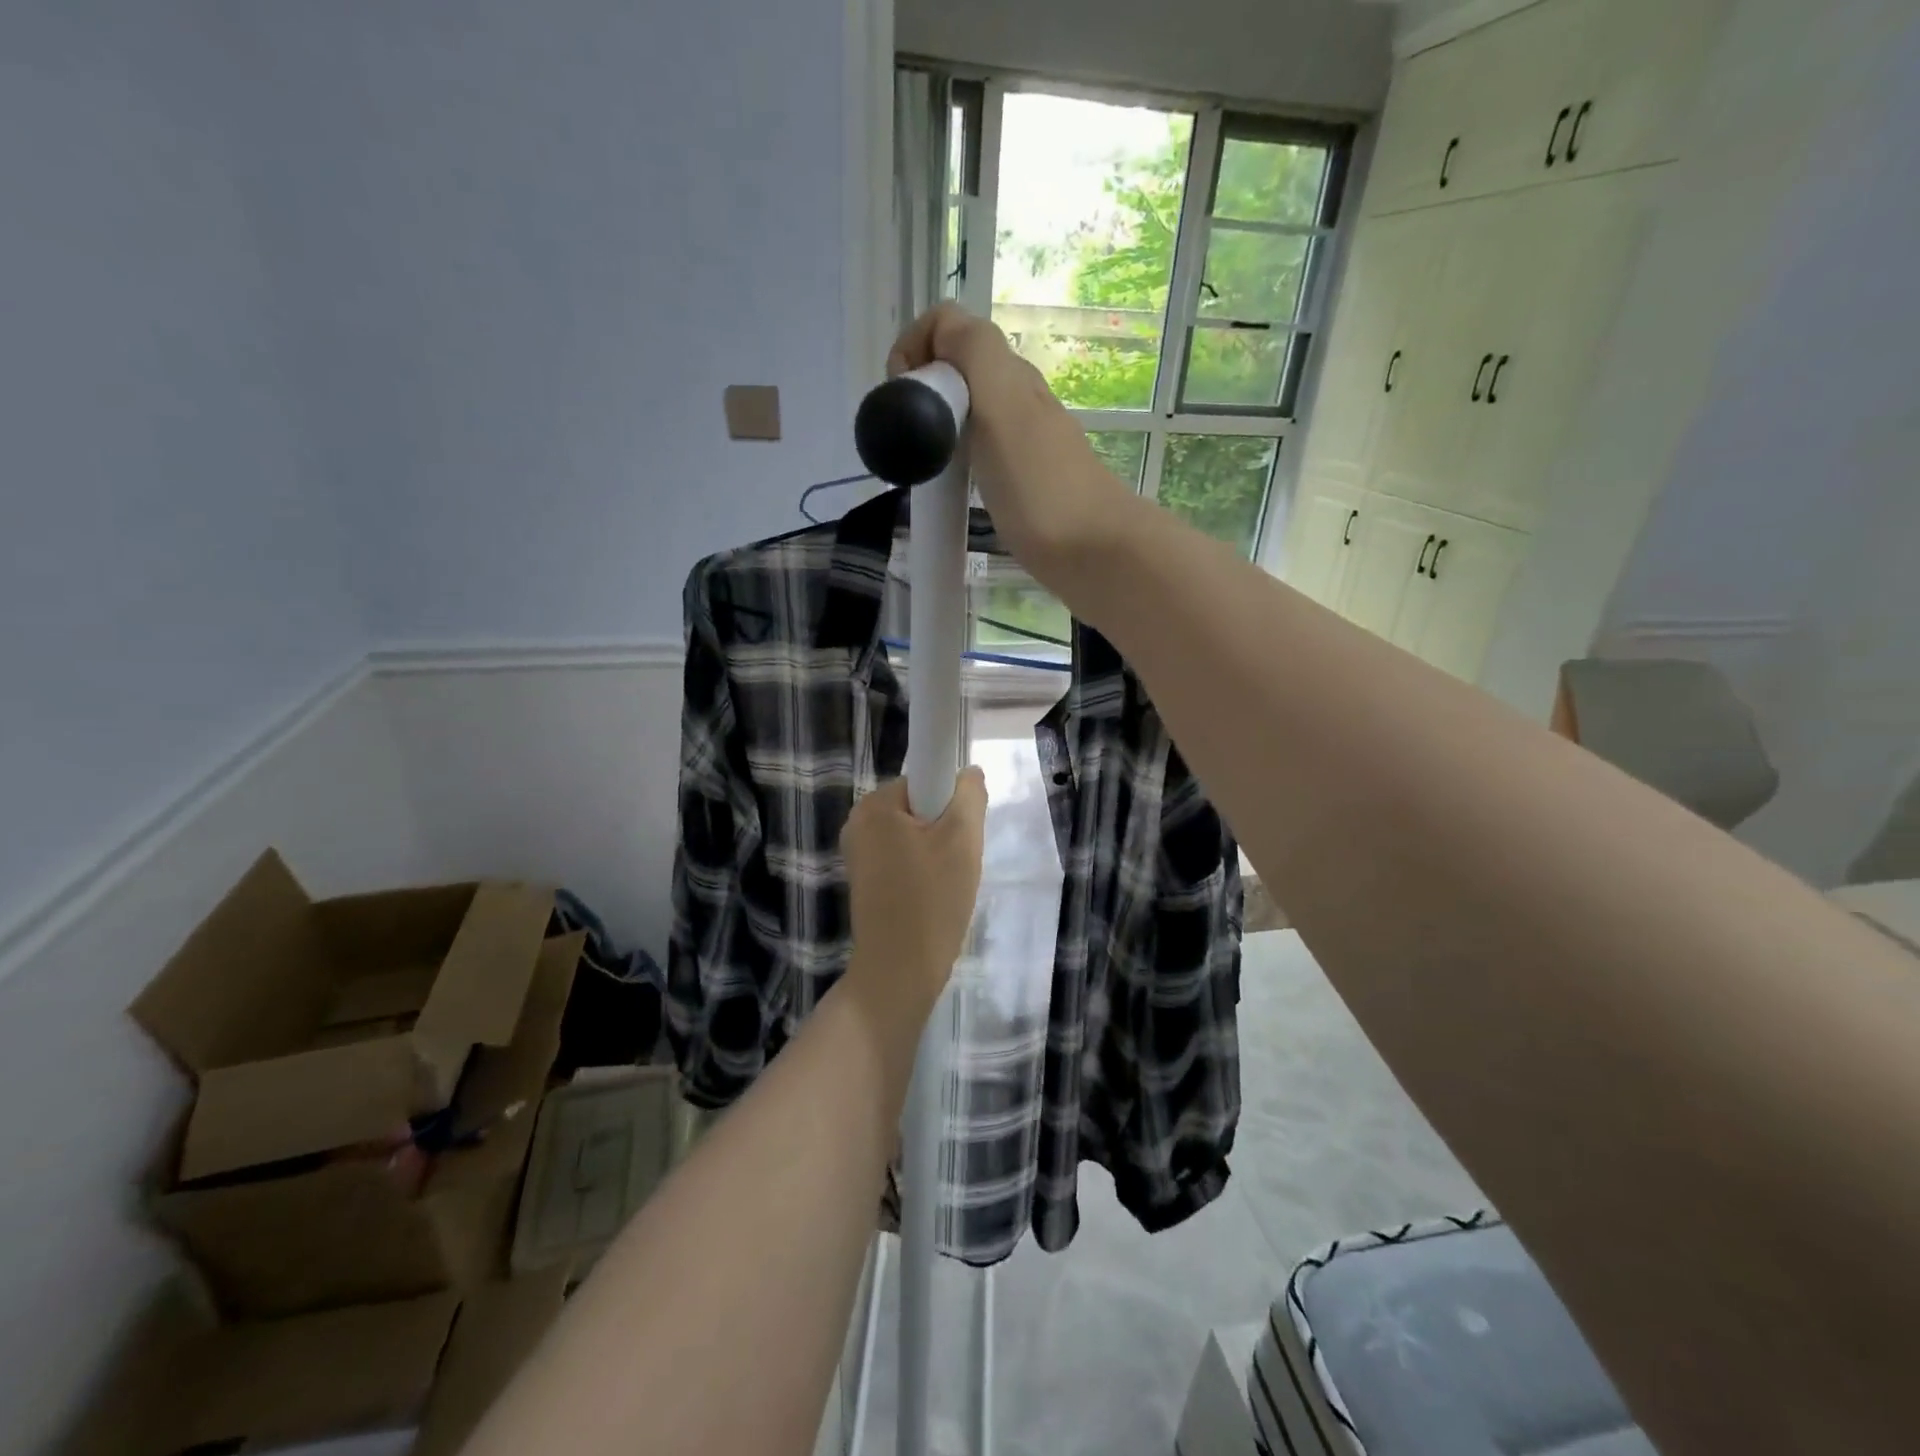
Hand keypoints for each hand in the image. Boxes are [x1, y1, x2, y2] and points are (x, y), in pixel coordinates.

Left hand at [841, 769, 987, 1025]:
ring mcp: (858, 853)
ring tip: (946, 883)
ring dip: (937, 852)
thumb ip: (970, 795)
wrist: (899, 971)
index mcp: (875, 804)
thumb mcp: (963, 839)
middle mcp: (858, 822)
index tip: (960, 834)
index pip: (925, 779)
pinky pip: (903, 857)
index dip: (950, 801)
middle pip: (920, 807)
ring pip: (915, 834)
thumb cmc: (932, 899)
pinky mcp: (864, 879)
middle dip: (945, 829)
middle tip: (957, 862)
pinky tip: (931, 896)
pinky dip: (922, 870)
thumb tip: (969, 773)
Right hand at [888, 303, 1136, 581]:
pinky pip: (979, 452)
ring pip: (967, 411)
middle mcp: (1018, 398)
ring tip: (926, 467)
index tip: (902, 398)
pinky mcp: (1025, 480)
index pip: (949, 326)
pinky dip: (957, 461)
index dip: (915, 347)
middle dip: (922, 391)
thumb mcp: (1002, 405)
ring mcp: (1024, 441)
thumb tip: (941, 333)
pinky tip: (953, 490)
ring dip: (937, 428)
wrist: (1096, 551)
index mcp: (1008, 374)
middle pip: (956, 368)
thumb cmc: (1041, 486)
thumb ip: (974, 354)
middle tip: (911, 440)